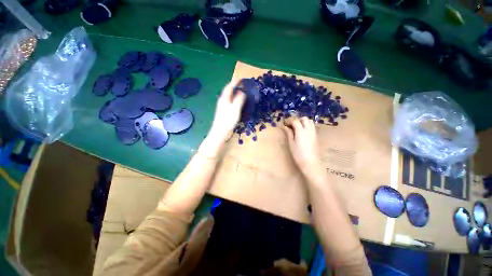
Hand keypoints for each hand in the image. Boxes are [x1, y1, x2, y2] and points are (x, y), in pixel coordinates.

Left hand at [199, 82, 245, 157]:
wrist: (220, 132)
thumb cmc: (228, 121)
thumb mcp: (235, 109)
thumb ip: (239, 99)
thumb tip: (242, 92)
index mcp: (224, 98)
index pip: (229, 87)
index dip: (235, 82)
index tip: (241, 78)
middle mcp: (222, 100)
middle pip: (228, 90)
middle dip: (235, 86)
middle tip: (243, 85)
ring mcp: (222, 106)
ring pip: (228, 96)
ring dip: (234, 92)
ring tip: (242, 91)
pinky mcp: (223, 111)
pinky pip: (229, 101)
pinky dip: (234, 98)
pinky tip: (237, 102)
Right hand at [282, 117, 322, 174]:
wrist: (311, 163)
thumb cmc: (298, 154)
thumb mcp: (291, 143)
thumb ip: (289, 133)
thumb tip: (284, 127)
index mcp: (301, 131)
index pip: (295, 121)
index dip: (289, 121)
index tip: (284, 124)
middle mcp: (309, 129)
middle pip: (304, 119)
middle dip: (297, 120)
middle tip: (291, 125)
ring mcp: (314, 132)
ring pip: (310, 121)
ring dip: (303, 122)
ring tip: (297, 128)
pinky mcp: (316, 136)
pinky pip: (312, 127)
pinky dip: (307, 126)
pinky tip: (303, 133)